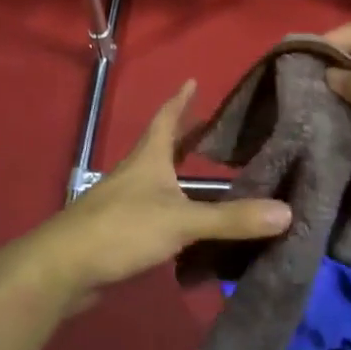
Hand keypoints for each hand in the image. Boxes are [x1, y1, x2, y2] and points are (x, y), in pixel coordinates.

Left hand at [22, 82, 292, 312]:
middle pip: (162, 147)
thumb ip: (231, 220)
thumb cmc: (122, 229)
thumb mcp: (182, 222)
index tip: (192, 81)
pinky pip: (154, 210)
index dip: (180, 101)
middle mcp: (135, 173)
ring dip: (179, 173)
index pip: (166, 119)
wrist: (63, 269)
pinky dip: (173, 208)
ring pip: (158, 179)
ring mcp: (124, 202)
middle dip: (184, 136)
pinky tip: (188, 225)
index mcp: (148, 158)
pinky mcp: (119, 231)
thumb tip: (287, 212)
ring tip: (206, 174)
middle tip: (211, 127)